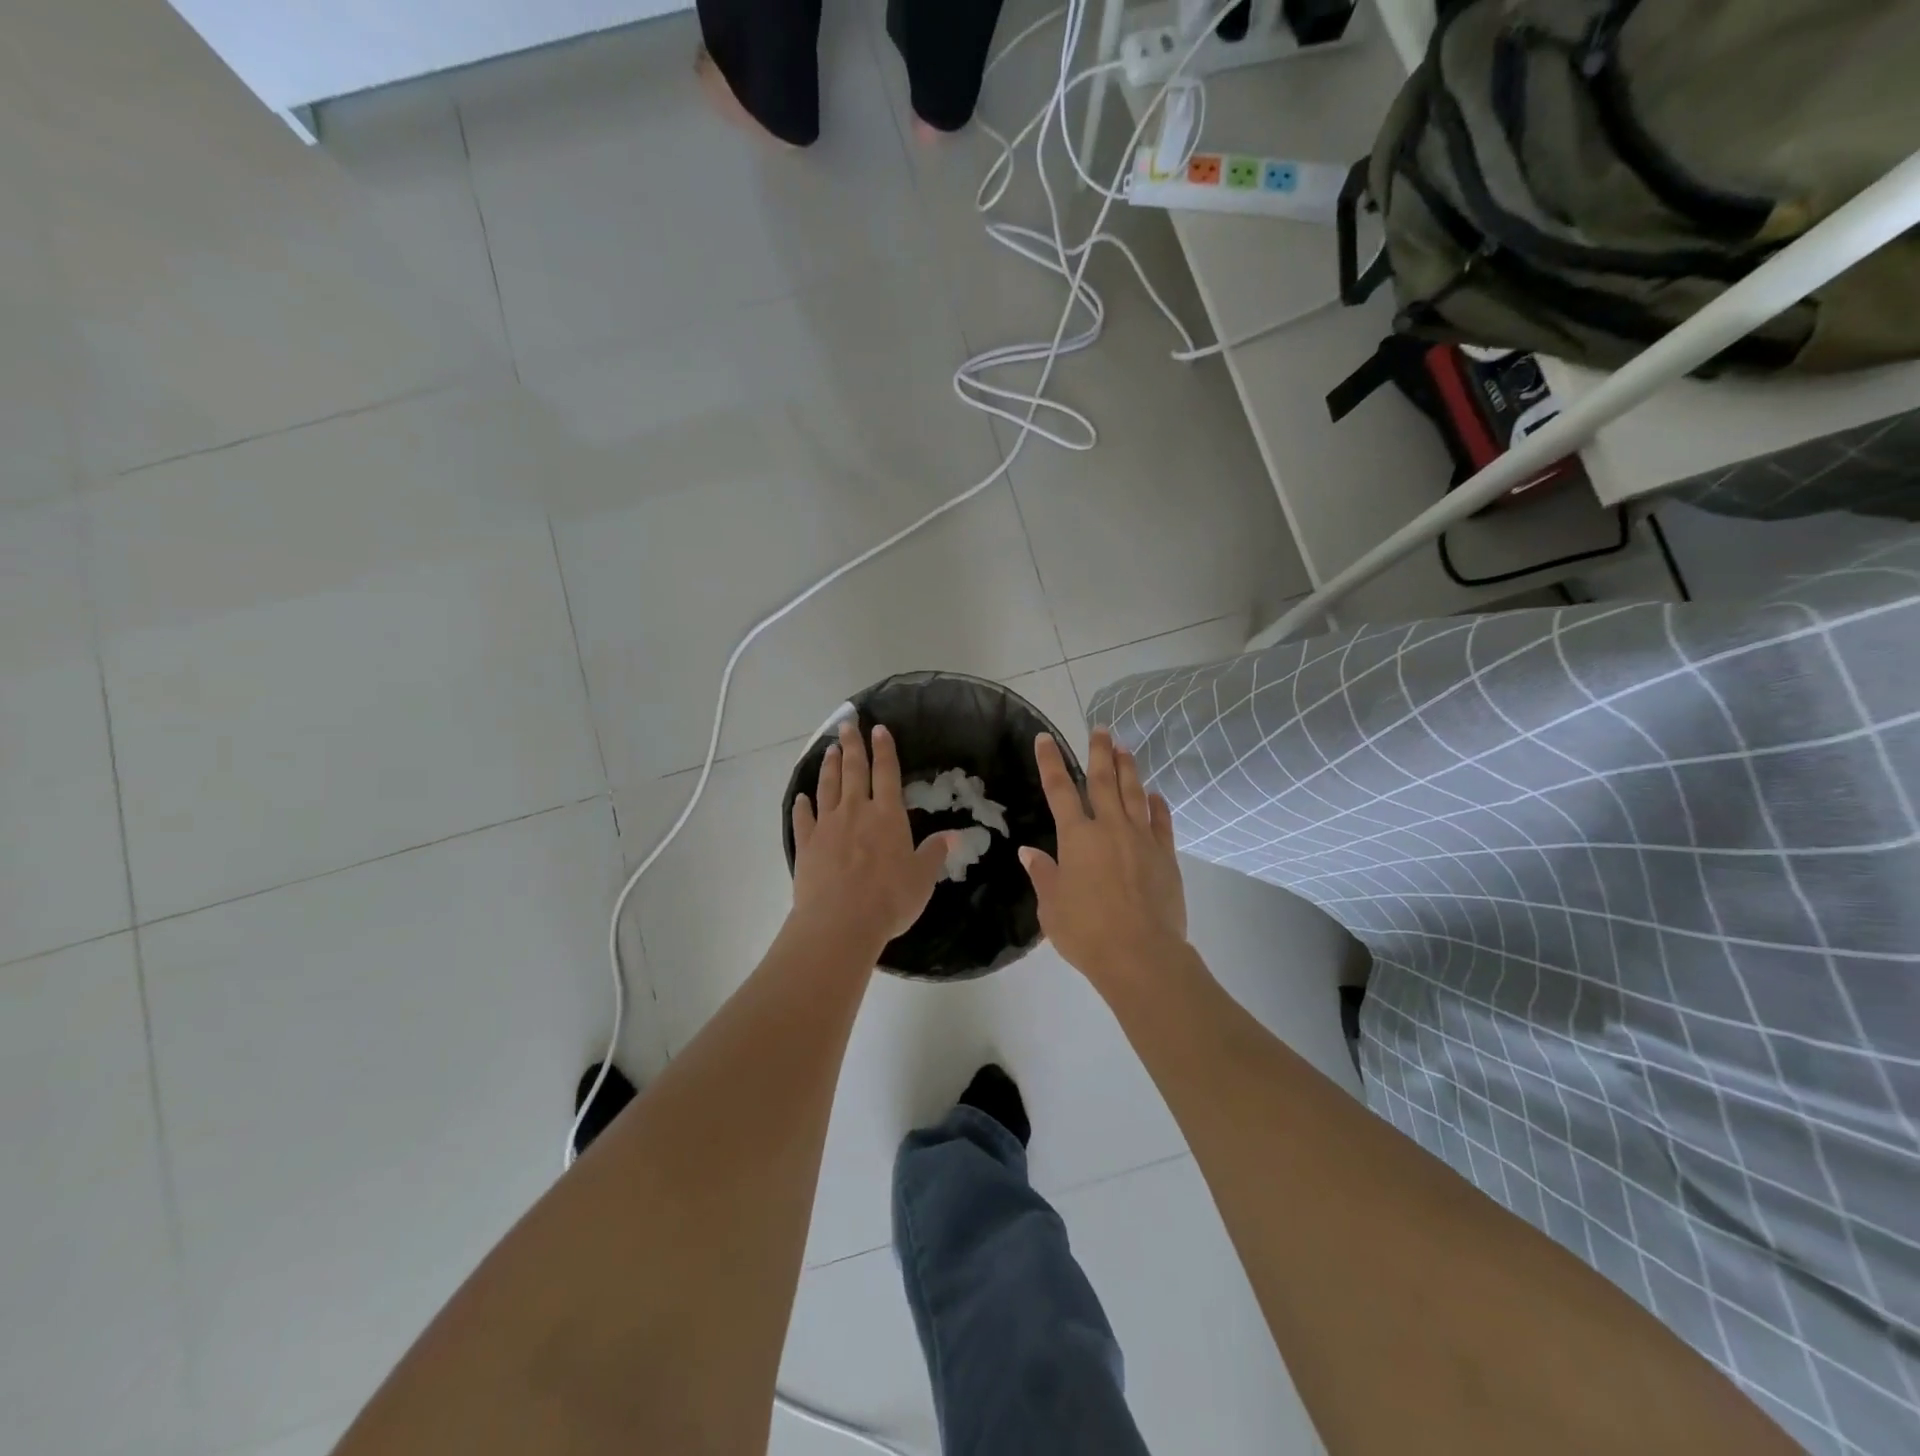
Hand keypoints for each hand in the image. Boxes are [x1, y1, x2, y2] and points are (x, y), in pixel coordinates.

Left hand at [791, 720, 954, 955]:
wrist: (840, 922)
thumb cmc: (889, 899)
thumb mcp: (922, 878)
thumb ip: (935, 853)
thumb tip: (953, 835)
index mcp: (887, 816)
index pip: (886, 773)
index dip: (884, 750)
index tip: (879, 729)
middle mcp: (856, 812)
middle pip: (853, 770)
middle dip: (852, 745)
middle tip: (847, 723)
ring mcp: (827, 826)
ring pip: (827, 787)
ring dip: (829, 766)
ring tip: (829, 749)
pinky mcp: (806, 845)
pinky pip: (803, 819)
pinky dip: (802, 805)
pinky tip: (801, 797)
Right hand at [1020, 728, 1185, 988]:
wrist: (1141, 955)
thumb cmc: (1086, 932)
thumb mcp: (1052, 907)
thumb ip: (1043, 874)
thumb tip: (1029, 851)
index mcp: (1077, 837)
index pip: (1059, 790)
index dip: (1050, 762)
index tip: (1046, 738)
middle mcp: (1109, 828)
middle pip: (1103, 781)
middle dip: (1099, 752)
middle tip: (1100, 728)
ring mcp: (1141, 839)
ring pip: (1134, 793)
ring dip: (1128, 768)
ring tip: (1124, 747)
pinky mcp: (1165, 856)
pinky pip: (1161, 822)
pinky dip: (1157, 805)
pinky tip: (1155, 795)